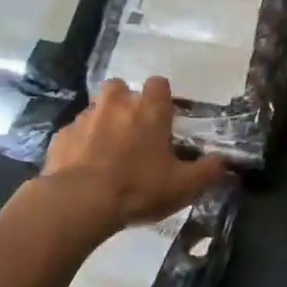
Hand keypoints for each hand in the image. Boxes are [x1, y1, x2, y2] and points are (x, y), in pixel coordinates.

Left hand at [42, 78, 230, 232]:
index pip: (159, 84)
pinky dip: (80, 145)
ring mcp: (84, 117)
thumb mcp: (183, 186)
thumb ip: (208, 172)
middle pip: (121, 89)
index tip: (164, 119)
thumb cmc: (138, 187)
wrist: (80, 202)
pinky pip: (75, 133)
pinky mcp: (61, 136)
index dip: (162, 99)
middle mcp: (116, 103)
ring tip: (108, 154)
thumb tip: (225, 164)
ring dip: (103, 124)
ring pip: (96, 110)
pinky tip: (84, 168)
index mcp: (149, 109)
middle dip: (126, 104)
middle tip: (134, 133)